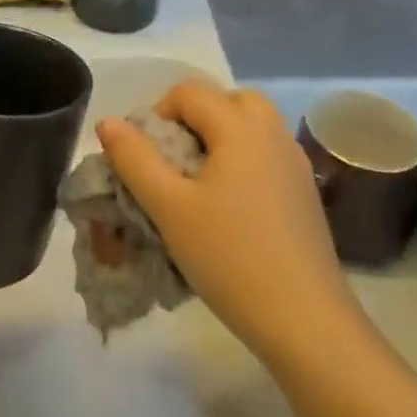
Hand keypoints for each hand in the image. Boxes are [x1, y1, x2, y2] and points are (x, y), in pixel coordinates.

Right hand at [97, 81, 363, 363]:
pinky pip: (268, 154)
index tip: (146, 158)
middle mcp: (272, 132)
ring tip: (201, 183)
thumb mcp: (169, 208)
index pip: (189, 93)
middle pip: (228, 100)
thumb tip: (108, 122)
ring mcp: (295, 162)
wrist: (307, 324)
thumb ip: (135, 159)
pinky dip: (245, 160)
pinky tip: (232, 208)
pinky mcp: (306, 192)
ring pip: (252, 126)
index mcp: (239, 126)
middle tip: (177, 160)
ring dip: (222, 138)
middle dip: (196, 120)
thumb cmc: (231, 258)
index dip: (158, 114)